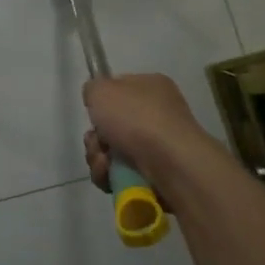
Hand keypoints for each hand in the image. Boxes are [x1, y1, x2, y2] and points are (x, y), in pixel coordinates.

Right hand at [82, 73, 203, 192]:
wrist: (171, 163)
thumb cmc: (137, 118)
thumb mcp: (102, 90)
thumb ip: (93, 89)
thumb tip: (96, 100)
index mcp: (151, 87)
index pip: (119, 90)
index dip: (101, 103)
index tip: (93, 113)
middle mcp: (158, 114)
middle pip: (112, 126)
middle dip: (96, 138)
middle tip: (96, 142)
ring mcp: (159, 146)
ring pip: (113, 152)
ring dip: (99, 158)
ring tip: (104, 163)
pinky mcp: (157, 174)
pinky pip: (121, 174)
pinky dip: (110, 176)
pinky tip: (110, 176)